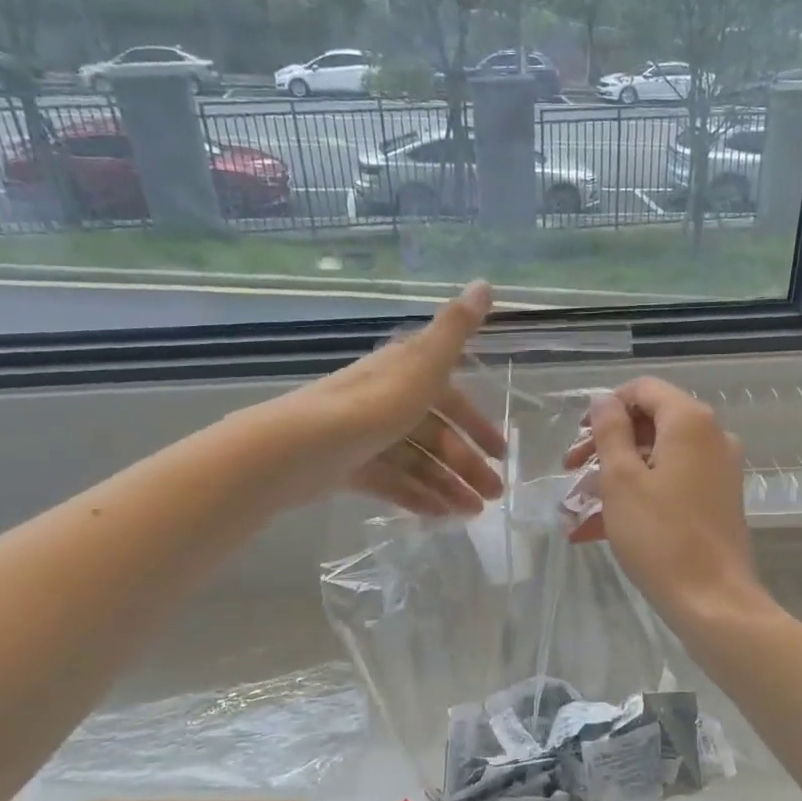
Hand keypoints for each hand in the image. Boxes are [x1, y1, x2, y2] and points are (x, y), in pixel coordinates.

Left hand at [283, 282, 505, 517]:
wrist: (301, 447)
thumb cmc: (373, 404)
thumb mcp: (425, 363)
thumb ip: (457, 329)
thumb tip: (485, 283)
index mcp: (405, 374)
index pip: (450, 398)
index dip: (477, 424)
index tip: (500, 453)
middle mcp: (386, 401)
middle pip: (435, 435)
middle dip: (467, 464)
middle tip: (495, 496)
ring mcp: (366, 436)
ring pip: (416, 462)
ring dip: (447, 485)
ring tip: (471, 514)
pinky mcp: (348, 466)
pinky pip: (391, 482)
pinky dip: (415, 497)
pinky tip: (439, 517)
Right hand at [565, 377, 765, 629]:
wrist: (713, 600)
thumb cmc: (660, 535)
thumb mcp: (621, 479)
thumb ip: (610, 431)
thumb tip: (604, 401)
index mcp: (690, 422)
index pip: (644, 390)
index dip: (607, 407)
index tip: (578, 436)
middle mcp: (711, 437)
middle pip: (650, 424)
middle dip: (605, 446)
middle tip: (571, 472)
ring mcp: (718, 470)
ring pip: (656, 458)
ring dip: (614, 477)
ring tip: (577, 509)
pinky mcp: (717, 501)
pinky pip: (670, 485)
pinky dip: (637, 497)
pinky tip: (596, 530)